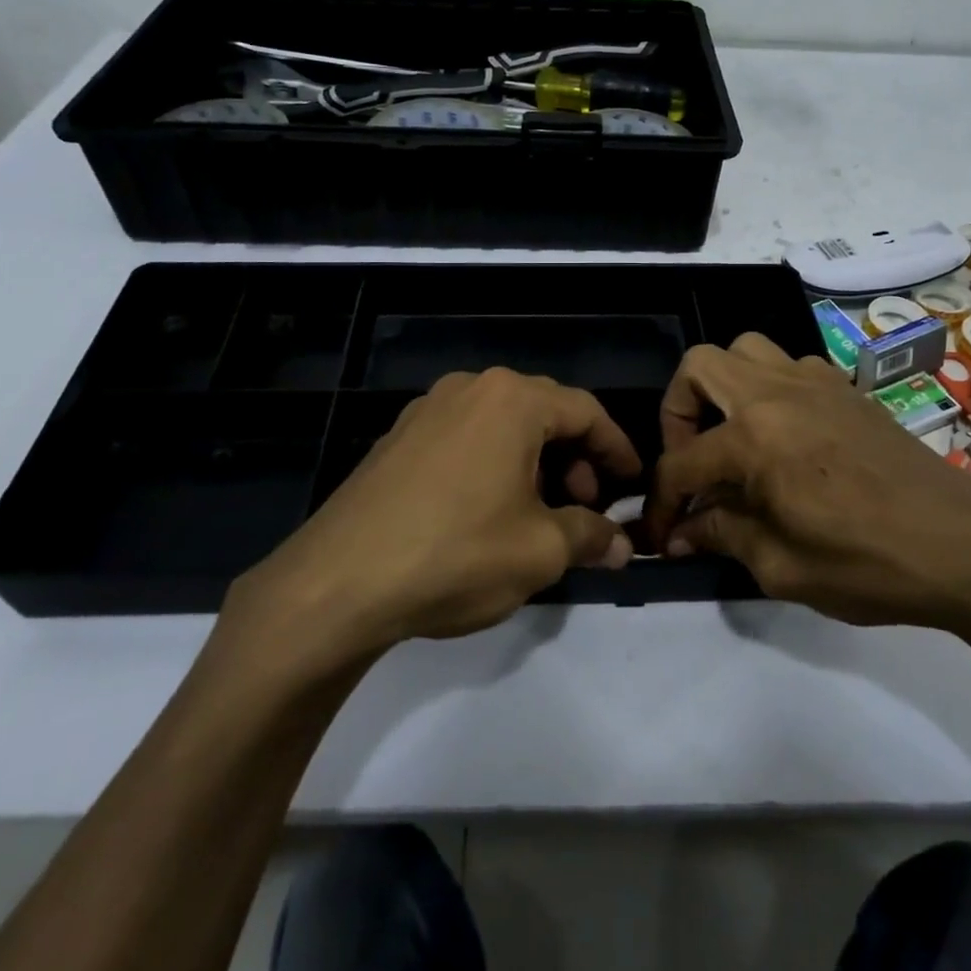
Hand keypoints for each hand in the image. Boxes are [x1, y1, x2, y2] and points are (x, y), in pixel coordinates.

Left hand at [224, 369, 641, 659]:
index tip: (632, 483)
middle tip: (585, 505)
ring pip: (501, 425)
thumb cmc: (456, 554)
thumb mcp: (539, 551)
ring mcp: (426, 410)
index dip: (617, 448)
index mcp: (511, 400)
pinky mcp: (397, 438)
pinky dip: (493, 464)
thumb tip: (622, 545)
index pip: (586, 411)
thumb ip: (590, 537)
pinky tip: (490, 510)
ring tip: (540, 512)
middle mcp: (470, 388)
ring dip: (534, 462)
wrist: (338, 582)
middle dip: (575, 457)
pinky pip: (465, 438)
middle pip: (543, 412)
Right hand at [645, 333, 970, 635]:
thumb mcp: (781, 567)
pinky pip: (789, 365)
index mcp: (754, 437)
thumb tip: (682, 533)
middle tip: (693, 460)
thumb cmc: (869, 563)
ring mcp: (816, 382)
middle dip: (677, 412)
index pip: (681, 462)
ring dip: (725, 389)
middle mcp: (777, 393)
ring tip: (733, 439)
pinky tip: (784, 437)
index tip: (660, 535)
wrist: (968, 547)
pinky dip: (769, 390)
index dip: (661, 502)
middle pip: (699, 366)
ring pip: (746, 351)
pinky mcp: (847, 390)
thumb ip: (721, 536)